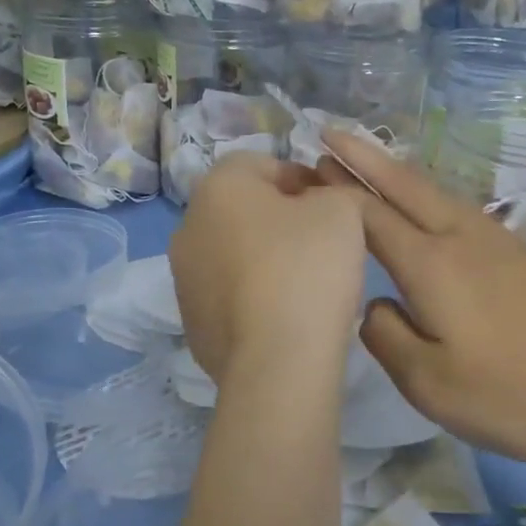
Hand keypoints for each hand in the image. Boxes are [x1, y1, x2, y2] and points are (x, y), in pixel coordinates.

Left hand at [169, 153, 366, 382]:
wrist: (277, 362)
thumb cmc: (308, 268)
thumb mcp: (341, 210)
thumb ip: (333, 191)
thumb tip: (318, 202)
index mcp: (218, 186)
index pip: (263, 163)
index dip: (303, 179)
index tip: (332, 206)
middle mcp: (188, 225)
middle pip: (244, 209)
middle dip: (281, 219)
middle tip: (322, 242)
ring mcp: (183, 277)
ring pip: (233, 252)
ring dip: (264, 258)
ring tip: (306, 283)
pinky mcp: (191, 321)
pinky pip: (229, 294)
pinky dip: (253, 296)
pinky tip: (285, 315)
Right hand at [317, 130, 525, 468]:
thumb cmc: (514, 394)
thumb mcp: (429, 383)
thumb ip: (386, 336)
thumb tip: (376, 305)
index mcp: (432, 263)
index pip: (371, 214)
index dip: (337, 189)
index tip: (310, 165)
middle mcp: (463, 237)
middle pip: (405, 185)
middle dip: (365, 157)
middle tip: (331, 132)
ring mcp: (501, 242)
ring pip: (438, 194)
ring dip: (399, 175)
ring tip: (373, 166)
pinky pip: (463, 213)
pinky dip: (431, 200)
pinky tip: (432, 215)